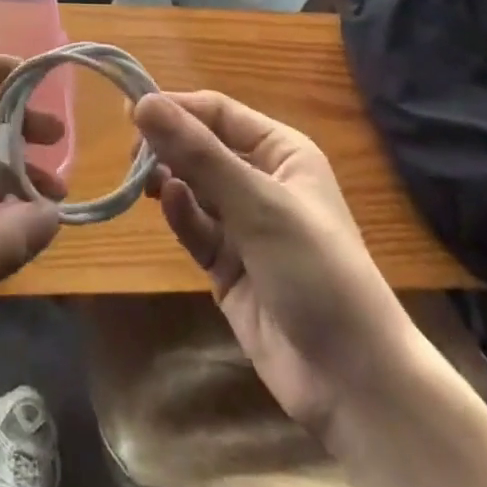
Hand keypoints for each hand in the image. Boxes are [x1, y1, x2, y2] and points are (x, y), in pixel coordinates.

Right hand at [134, 91, 411, 448]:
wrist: (355, 383)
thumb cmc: (316, 270)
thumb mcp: (257, 203)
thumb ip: (198, 153)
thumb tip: (142, 102)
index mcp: (280, 152)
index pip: (217, 112)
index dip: (177, 107)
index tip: (132, 111)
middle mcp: (261, 180)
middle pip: (201, 147)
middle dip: (168, 145)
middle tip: (131, 152)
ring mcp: (244, 225)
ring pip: (193, 186)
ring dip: (168, 179)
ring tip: (144, 180)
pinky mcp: (228, 266)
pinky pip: (195, 227)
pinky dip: (180, 214)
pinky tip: (168, 205)